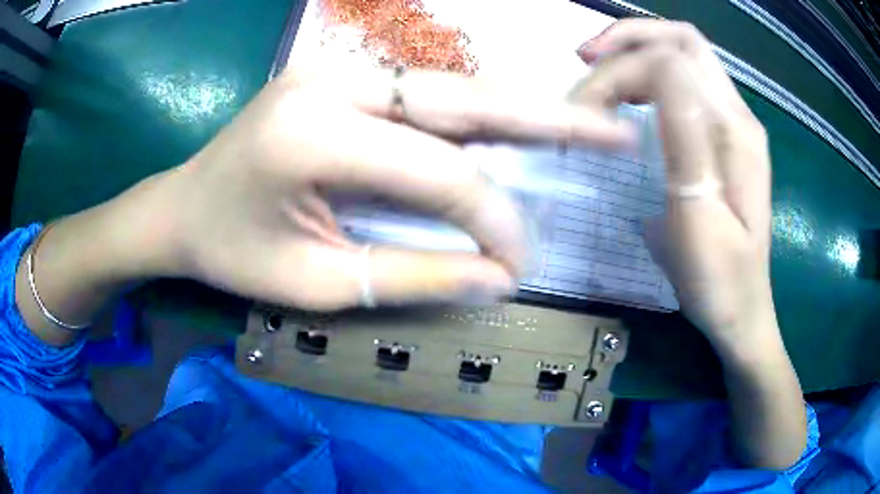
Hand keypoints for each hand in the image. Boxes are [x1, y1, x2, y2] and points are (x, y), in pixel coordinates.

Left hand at [157, 68, 632, 310]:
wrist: (179, 207)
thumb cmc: (231, 253)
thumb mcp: (315, 281)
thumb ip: (412, 275)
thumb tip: (498, 276)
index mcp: (313, 135)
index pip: (439, 172)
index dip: (492, 219)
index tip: (518, 262)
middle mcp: (331, 82)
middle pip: (462, 99)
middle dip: (548, 120)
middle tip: (613, 130)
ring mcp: (334, 71)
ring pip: (450, 90)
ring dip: (519, 114)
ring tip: (584, 126)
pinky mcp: (338, 77)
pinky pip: (422, 96)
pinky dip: (474, 117)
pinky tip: (515, 130)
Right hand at [573, 20, 773, 350]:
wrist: (744, 312)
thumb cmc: (719, 281)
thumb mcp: (698, 219)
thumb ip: (684, 139)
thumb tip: (654, 74)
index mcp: (734, 134)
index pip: (672, 62)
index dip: (622, 69)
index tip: (586, 107)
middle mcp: (739, 115)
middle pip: (683, 39)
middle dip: (629, 37)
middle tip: (585, 59)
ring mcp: (736, 123)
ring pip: (686, 52)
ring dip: (638, 48)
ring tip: (599, 68)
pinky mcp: (727, 137)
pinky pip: (688, 80)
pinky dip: (652, 69)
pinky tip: (630, 92)